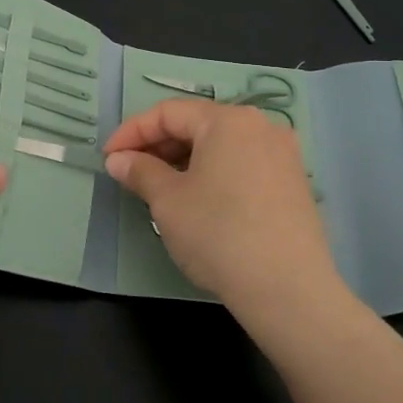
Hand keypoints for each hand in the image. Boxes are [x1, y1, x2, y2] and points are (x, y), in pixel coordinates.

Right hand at [104, 99, 345, 324]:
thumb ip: (140, 171)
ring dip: (184, 160)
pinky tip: (199, 200)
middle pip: (198, 124)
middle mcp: (261, 126)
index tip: (108, 158)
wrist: (288, 290)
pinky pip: (243, 164)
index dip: (132, 132)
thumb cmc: (219, 234)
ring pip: (221, 146)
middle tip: (130, 173)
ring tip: (160, 188)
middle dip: (159, 146)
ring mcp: (283, 155)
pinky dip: (214, 173)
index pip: (168, 112)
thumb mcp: (167, 201)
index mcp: (228, 120)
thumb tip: (119, 160)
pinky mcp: (294, 183)